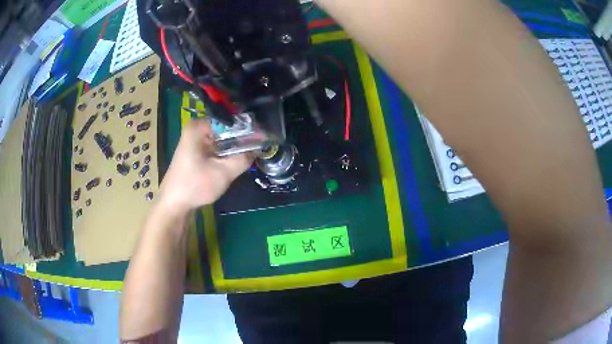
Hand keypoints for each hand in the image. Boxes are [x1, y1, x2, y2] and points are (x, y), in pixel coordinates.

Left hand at [158, 119, 252, 212]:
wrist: (174, 204)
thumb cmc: (195, 185)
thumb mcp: (223, 173)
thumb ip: (243, 158)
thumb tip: (259, 149)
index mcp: (198, 127)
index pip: (230, 120)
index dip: (247, 129)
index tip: (262, 138)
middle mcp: (195, 128)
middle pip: (225, 129)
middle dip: (241, 139)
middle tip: (259, 148)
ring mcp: (194, 140)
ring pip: (221, 139)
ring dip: (234, 147)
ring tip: (251, 155)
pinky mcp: (194, 151)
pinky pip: (215, 146)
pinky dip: (225, 153)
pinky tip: (234, 162)